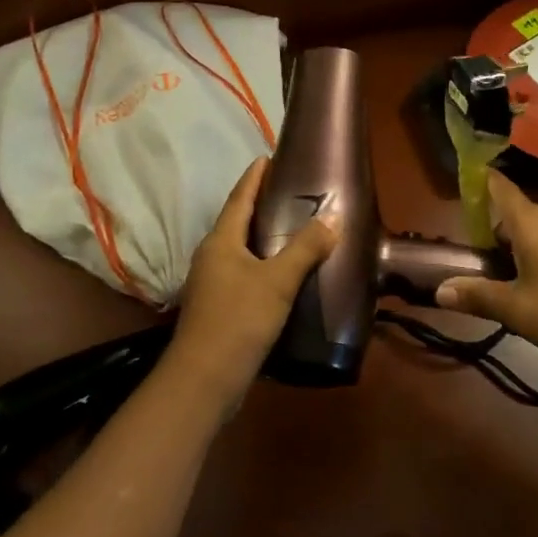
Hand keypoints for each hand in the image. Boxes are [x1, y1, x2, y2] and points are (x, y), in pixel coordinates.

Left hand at [166, 158, 338, 409]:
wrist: (204, 379)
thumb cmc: (239, 320)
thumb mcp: (278, 281)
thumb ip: (305, 248)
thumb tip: (333, 217)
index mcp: (221, 241)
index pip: (239, 198)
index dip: (254, 177)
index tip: (268, 157)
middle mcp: (211, 255)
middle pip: (236, 220)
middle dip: (258, 203)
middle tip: (288, 189)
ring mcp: (211, 282)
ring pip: (238, 248)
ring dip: (260, 234)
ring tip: (289, 226)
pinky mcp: (217, 306)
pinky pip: (242, 271)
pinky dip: (260, 262)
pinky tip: (280, 272)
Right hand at [436, 172, 537, 362]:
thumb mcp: (519, 310)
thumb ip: (479, 297)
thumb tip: (439, 290)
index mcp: (528, 222)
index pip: (498, 186)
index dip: (477, 178)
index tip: (459, 178)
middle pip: (511, 214)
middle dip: (489, 231)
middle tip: (469, 259)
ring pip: (532, 233)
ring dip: (512, 250)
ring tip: (497, 281)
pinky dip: (534, 260)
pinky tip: (533, 292)